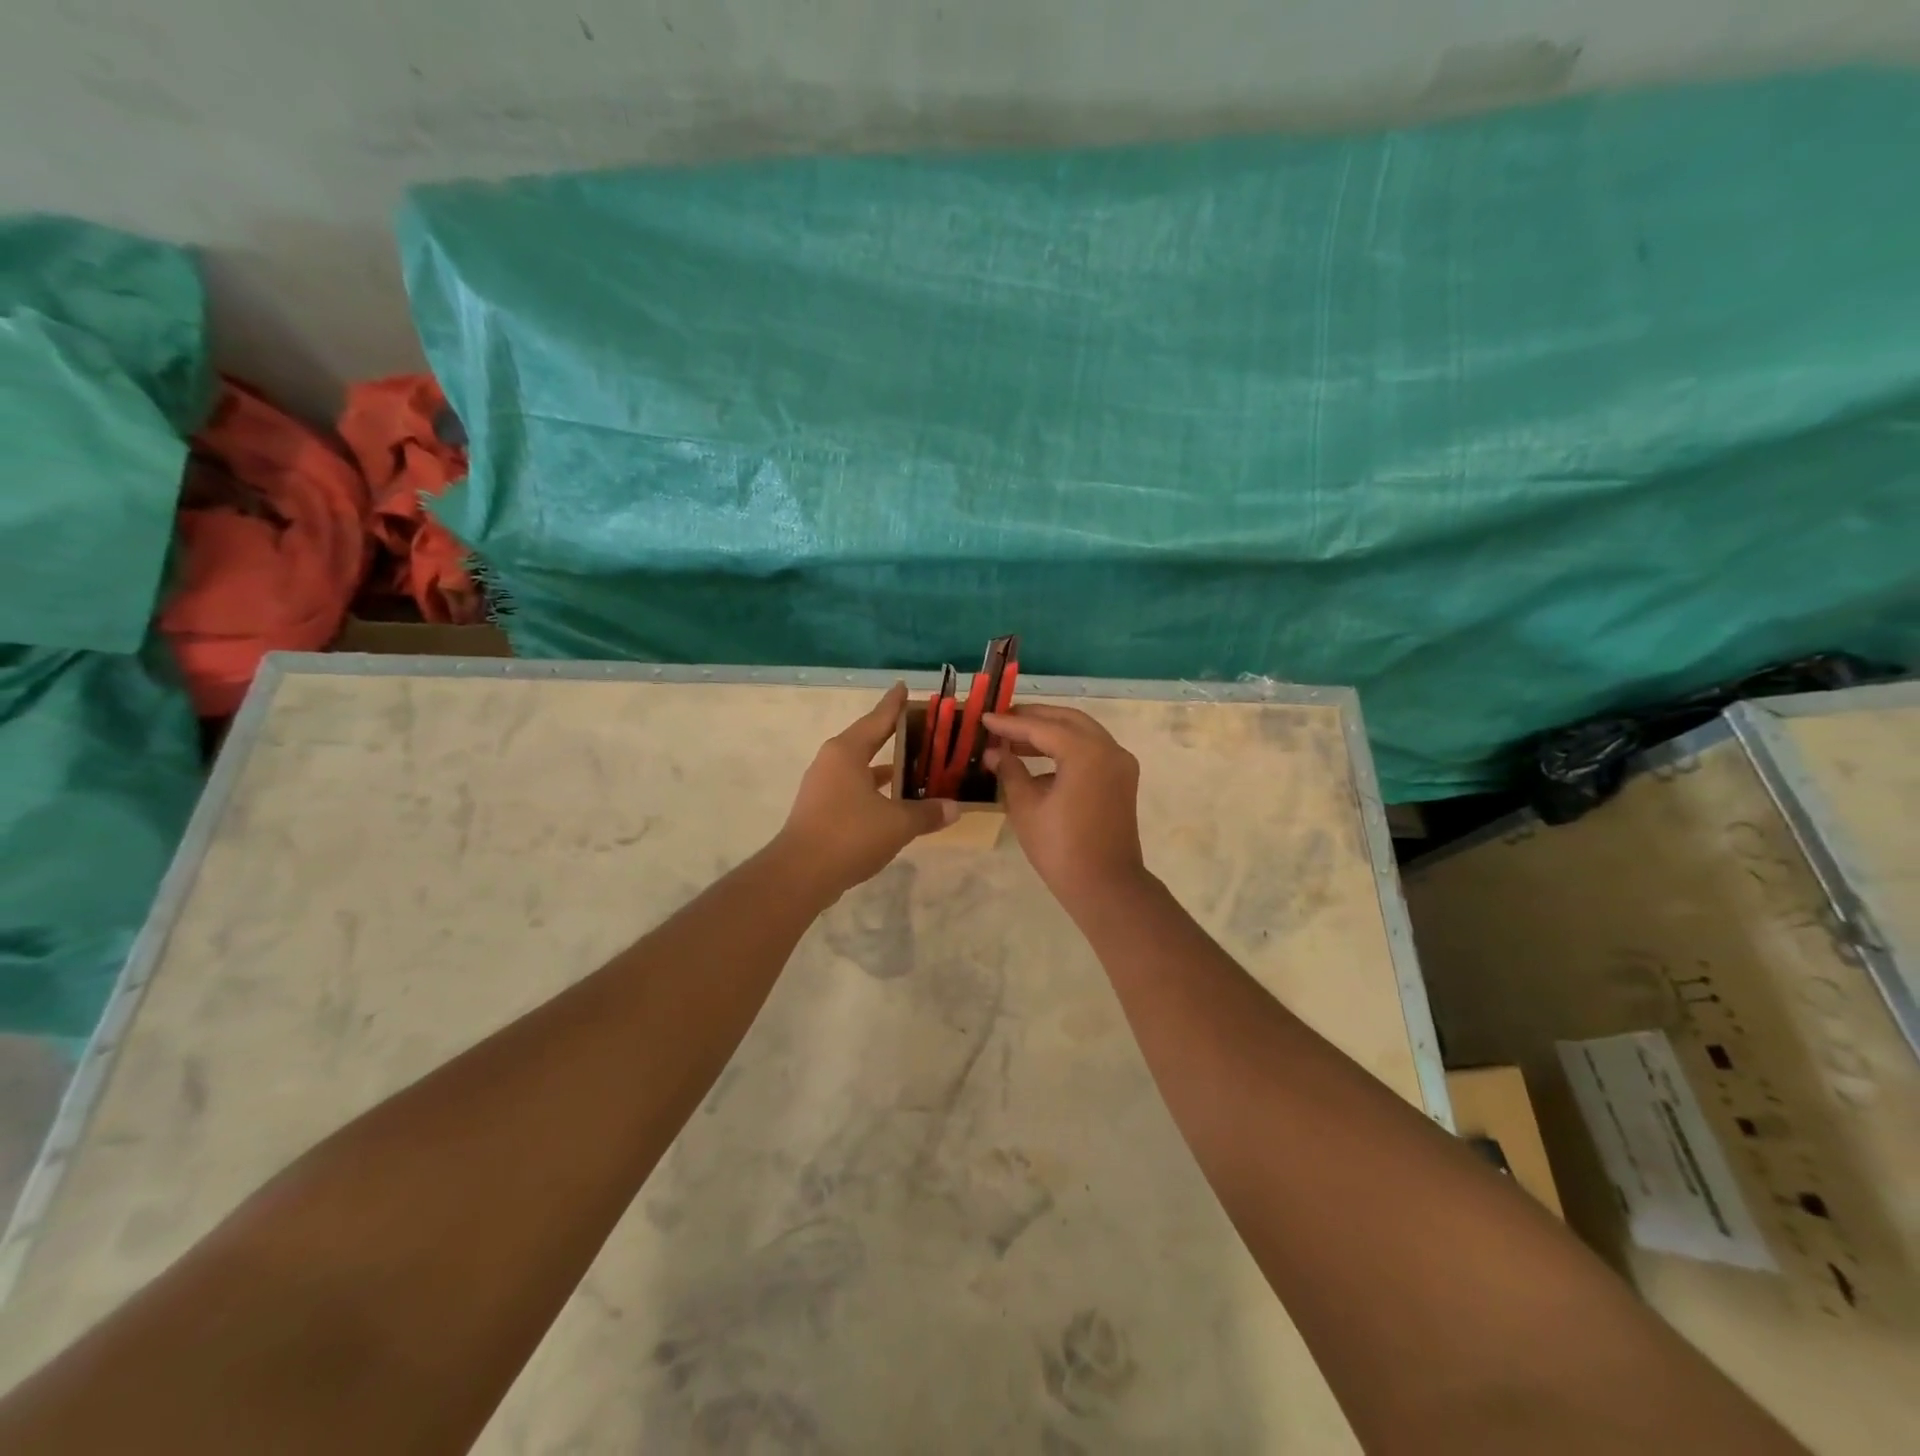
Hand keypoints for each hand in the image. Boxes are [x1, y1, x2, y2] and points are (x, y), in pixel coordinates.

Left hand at [775, 683, 957, 897]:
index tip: (904, 686)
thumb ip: (927, 812)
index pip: (878, 719)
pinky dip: (875, 789)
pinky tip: (894, 800)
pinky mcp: (820, 809)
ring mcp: (823, 786)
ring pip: (860, 766)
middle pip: (868, 739)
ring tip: (914, 763)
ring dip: (885, 765)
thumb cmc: (850, 835)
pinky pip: (854, 788)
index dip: (894, 704)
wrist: (800, 874)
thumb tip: (954, 808)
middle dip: (893, 734)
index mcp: (847, 751)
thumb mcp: (898, 823)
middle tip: (920, 726)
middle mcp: (832, 761)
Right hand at [983, 705, 1146, 909]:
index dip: (1010, 724)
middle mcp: (1109, 749)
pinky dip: (1066, 748)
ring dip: (1050, 732)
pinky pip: (1091, 750)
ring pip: (1082, 733)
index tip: (984, 718)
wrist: (1106, 887)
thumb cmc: (1060, 848)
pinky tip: (1038, 762)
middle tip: (1002, 720)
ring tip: (1015, 739)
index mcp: (1086, 752)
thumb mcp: (1026, 807)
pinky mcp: (1121, 779)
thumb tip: (994, 752)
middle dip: (1034, 717)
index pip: (1041, 727)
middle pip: (1067, 720)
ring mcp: (1120, 763)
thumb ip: (1010, 771)